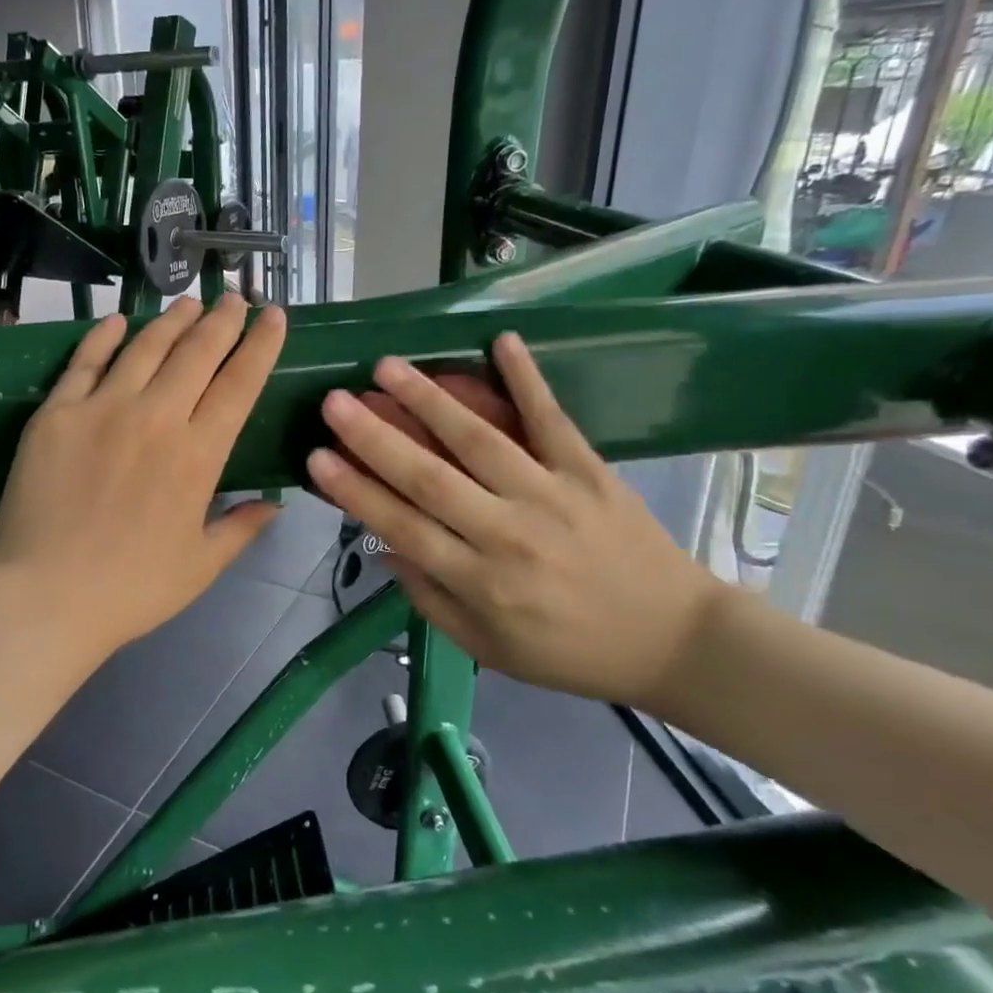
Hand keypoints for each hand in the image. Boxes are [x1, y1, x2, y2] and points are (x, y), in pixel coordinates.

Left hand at [0, 295, 287, 661]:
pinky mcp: (57, 413)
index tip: (274, 316)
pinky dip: (104, 336)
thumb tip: (276, 504)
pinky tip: (119, 320)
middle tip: (234, 297)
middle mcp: (156, 418)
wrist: (47, 597)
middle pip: (197, 353)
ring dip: (172, 320)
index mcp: (199, 455)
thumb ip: (242, 528)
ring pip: (146, 347)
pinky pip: (85, 361)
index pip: (240, 384)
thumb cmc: (131, 589)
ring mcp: (102, 409)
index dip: (261, 345)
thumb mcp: (201, 566)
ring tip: (189, 302)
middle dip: (222, 320)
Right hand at [304, 333, 721, 708]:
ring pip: (479, 440)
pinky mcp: (590, 472)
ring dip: (429, 399)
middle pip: (428, 477)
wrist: (676, 642)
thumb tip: (387, 550)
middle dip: (374, 437)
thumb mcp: (490, 650)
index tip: (316, 457)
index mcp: (479, 582)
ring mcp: (550, 495)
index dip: (355, 491)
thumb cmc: (571, 652)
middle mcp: (507, 534)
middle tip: (334, 402)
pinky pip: (552, 420)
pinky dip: (527, 379)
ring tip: (388, 367)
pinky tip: (500, 340)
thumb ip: (433, 601)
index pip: (402, 527)